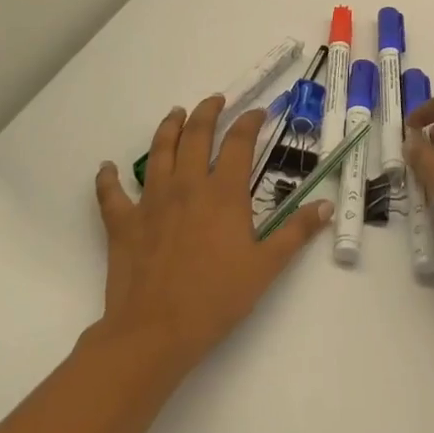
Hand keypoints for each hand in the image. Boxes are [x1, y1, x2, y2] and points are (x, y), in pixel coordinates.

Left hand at [95, 96, 330, 372]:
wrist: (155, 331)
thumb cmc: (216, 297)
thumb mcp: (266, 266)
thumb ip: (296, 232)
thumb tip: (326, 206)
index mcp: (223, 192)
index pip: (238, 143)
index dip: (249, 122)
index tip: (258, 112)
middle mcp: (186, 186)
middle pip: (195, 136)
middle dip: (207, 112)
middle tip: (215, 100)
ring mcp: (151, 202)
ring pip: (158, 152)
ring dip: (168, 128)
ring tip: (175, 114)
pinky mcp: (123, 223)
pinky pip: (110, 194)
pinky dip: (107, 178)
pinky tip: (106, 168)